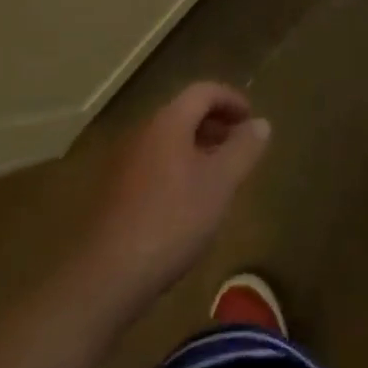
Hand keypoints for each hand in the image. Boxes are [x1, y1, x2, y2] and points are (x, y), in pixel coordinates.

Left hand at [75, 83, 271, 316]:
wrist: (106, 276)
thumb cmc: (172, 220)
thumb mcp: (221, 183)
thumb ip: (243, 148)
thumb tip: (261, 123)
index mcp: (168, 122)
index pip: (203, 91)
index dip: (232, 99)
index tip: (252, 121)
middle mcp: (143, 132)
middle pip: (184, 113)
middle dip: (216, 124)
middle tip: (240, 147)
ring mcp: (124, 162)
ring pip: (168, 140)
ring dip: (198, 147)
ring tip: (219, 177)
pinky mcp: (114, 191)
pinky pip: (154, 163)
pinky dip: (178, 168)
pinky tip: (188, 203)